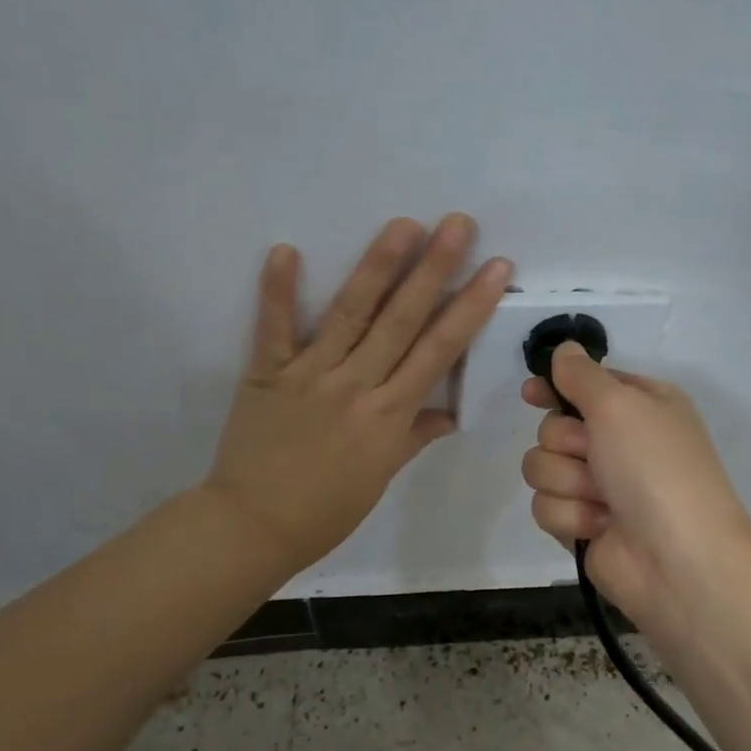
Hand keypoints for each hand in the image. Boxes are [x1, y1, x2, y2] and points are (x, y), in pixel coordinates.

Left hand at [205, 214, 510, 576]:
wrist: (253, 527)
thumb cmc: (326, 510)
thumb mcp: (381, 477)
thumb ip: (413, 436)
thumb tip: (449, 415)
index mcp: (389, 415)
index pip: (439, 351)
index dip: (471, 306)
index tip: (496, 268)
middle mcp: (356, 386)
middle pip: (402, 320)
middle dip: (434, 269)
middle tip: (457, 223)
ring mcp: (309, 375)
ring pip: (350, 313)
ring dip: (378, 266)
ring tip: (403, 224)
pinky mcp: (266, 374)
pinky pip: (273, 328)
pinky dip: (278, 291)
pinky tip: (286, 249)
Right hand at [521, 345, 750, 634]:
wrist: (678, 559)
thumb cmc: (656, 467)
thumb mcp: (621, 404)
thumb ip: (582, 375)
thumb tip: (564, 349)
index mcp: (640, 406)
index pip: (584, 384)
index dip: (556, 387)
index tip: (531, 393)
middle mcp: (619, 442)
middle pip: (553, 426)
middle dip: (566, 442)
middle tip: (594, 455)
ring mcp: (600, 486)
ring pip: (542, 467)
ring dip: (567, 481)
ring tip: (601, 499)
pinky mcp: (582, 524)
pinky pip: (545, 506)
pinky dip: (569, 515)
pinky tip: (598, 526)